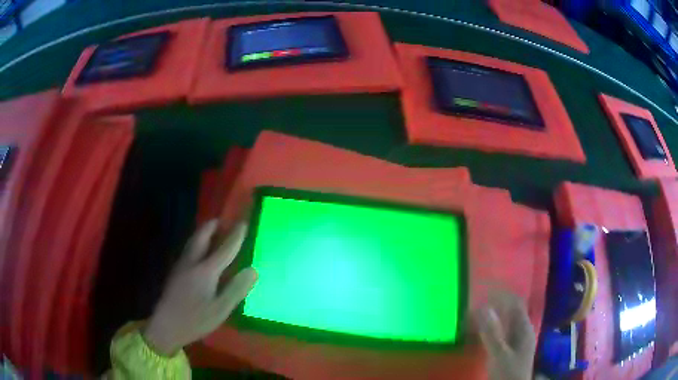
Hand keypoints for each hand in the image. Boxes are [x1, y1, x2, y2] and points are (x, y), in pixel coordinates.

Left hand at [144, 220, 257, 355]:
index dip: (235, 236)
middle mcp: (192, 263)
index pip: (224, 249)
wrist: (166, 326)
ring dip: (203, 232)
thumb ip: (236, 289)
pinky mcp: (176, 272)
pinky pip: (188, 249)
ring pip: (192, 242)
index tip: (243, 223)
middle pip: (201, 237)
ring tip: (212, 230)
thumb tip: (253, 270)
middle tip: (222, 220)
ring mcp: (181, 266)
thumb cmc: (195, 320)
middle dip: (212, 226)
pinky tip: (199, 250)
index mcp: (205, 271)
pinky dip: (197, 242)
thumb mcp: (221, 309)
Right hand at [475, 290, 536, 379]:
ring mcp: (516, 341)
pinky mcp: (509, 349)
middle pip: (510, 312)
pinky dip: (490, 329)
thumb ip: (492, 332)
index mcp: (524, 328)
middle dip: (494, 306)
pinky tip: (479, 331)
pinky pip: (500, 333)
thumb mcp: (499, 354)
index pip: (516, 304)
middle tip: (475, 303)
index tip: (485, 291)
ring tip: (474, 315)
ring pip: (504, 323)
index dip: (502, 295)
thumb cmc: (508, 372)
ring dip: (491, 317)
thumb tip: (483, 307)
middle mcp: (522, 331)